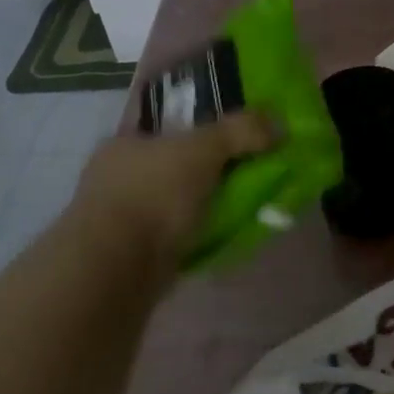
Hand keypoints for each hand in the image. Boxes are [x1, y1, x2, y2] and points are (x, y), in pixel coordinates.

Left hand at [65, 113, 273, 265]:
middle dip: (208, 169)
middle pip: (174, 163)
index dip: (201, 126)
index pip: (167, 124)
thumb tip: (277, 124)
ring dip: (203, 205)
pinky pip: (175, 234)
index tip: (234, 136)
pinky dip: (197, 235)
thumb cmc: (153, 195)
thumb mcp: (203, 149)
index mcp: (125, 142)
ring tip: (242, 208)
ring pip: (174, 201)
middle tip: (246, 172)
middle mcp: (116, 175)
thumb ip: (241, 131)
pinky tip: (221, 237)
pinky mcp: (130, 252)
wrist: (116, 269)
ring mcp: (119, 216)